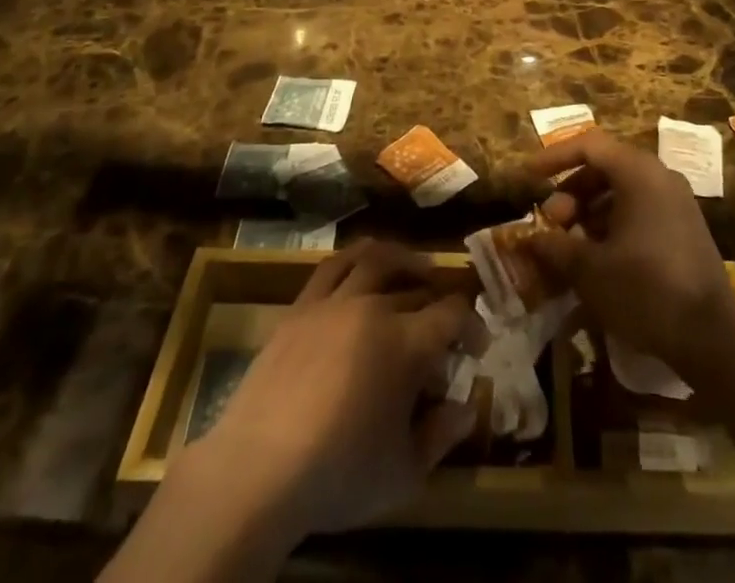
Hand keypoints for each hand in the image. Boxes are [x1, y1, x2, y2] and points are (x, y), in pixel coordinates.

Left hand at [189, 240, 481, 539]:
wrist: (257, 470)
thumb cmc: (338, 475)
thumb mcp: (403, 473)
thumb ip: (441, 436)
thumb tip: (466, 407)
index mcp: (406, 343)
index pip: (453, 314)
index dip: (473, 325)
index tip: (477, 347)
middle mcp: (374, 307)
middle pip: (416, 289)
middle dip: (438, 304)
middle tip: (443, 326)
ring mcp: (334, 302)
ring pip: (376, 259)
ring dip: (402, 259)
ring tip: (415, 268)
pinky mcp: (300, 307)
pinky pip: (332, 266)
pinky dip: (355, 258)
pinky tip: (361, 268)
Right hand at [522, 130, 734, 378]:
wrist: (714, 336)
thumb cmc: (646, 290)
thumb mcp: (590, 270)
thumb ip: (555, 247)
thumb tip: (529, 239)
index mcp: (638, 172)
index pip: (588, 145)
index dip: (554, 158)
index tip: (529, 177)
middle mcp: (659, 177)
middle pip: (605, 167)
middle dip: (572, 192)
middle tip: (552, 224)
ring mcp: (676, 202)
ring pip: (622, 191)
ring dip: (590, 211)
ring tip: (570, 245)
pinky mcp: (684, 228)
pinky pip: (640, 210)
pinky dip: (613, 223)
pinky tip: (599, 258)